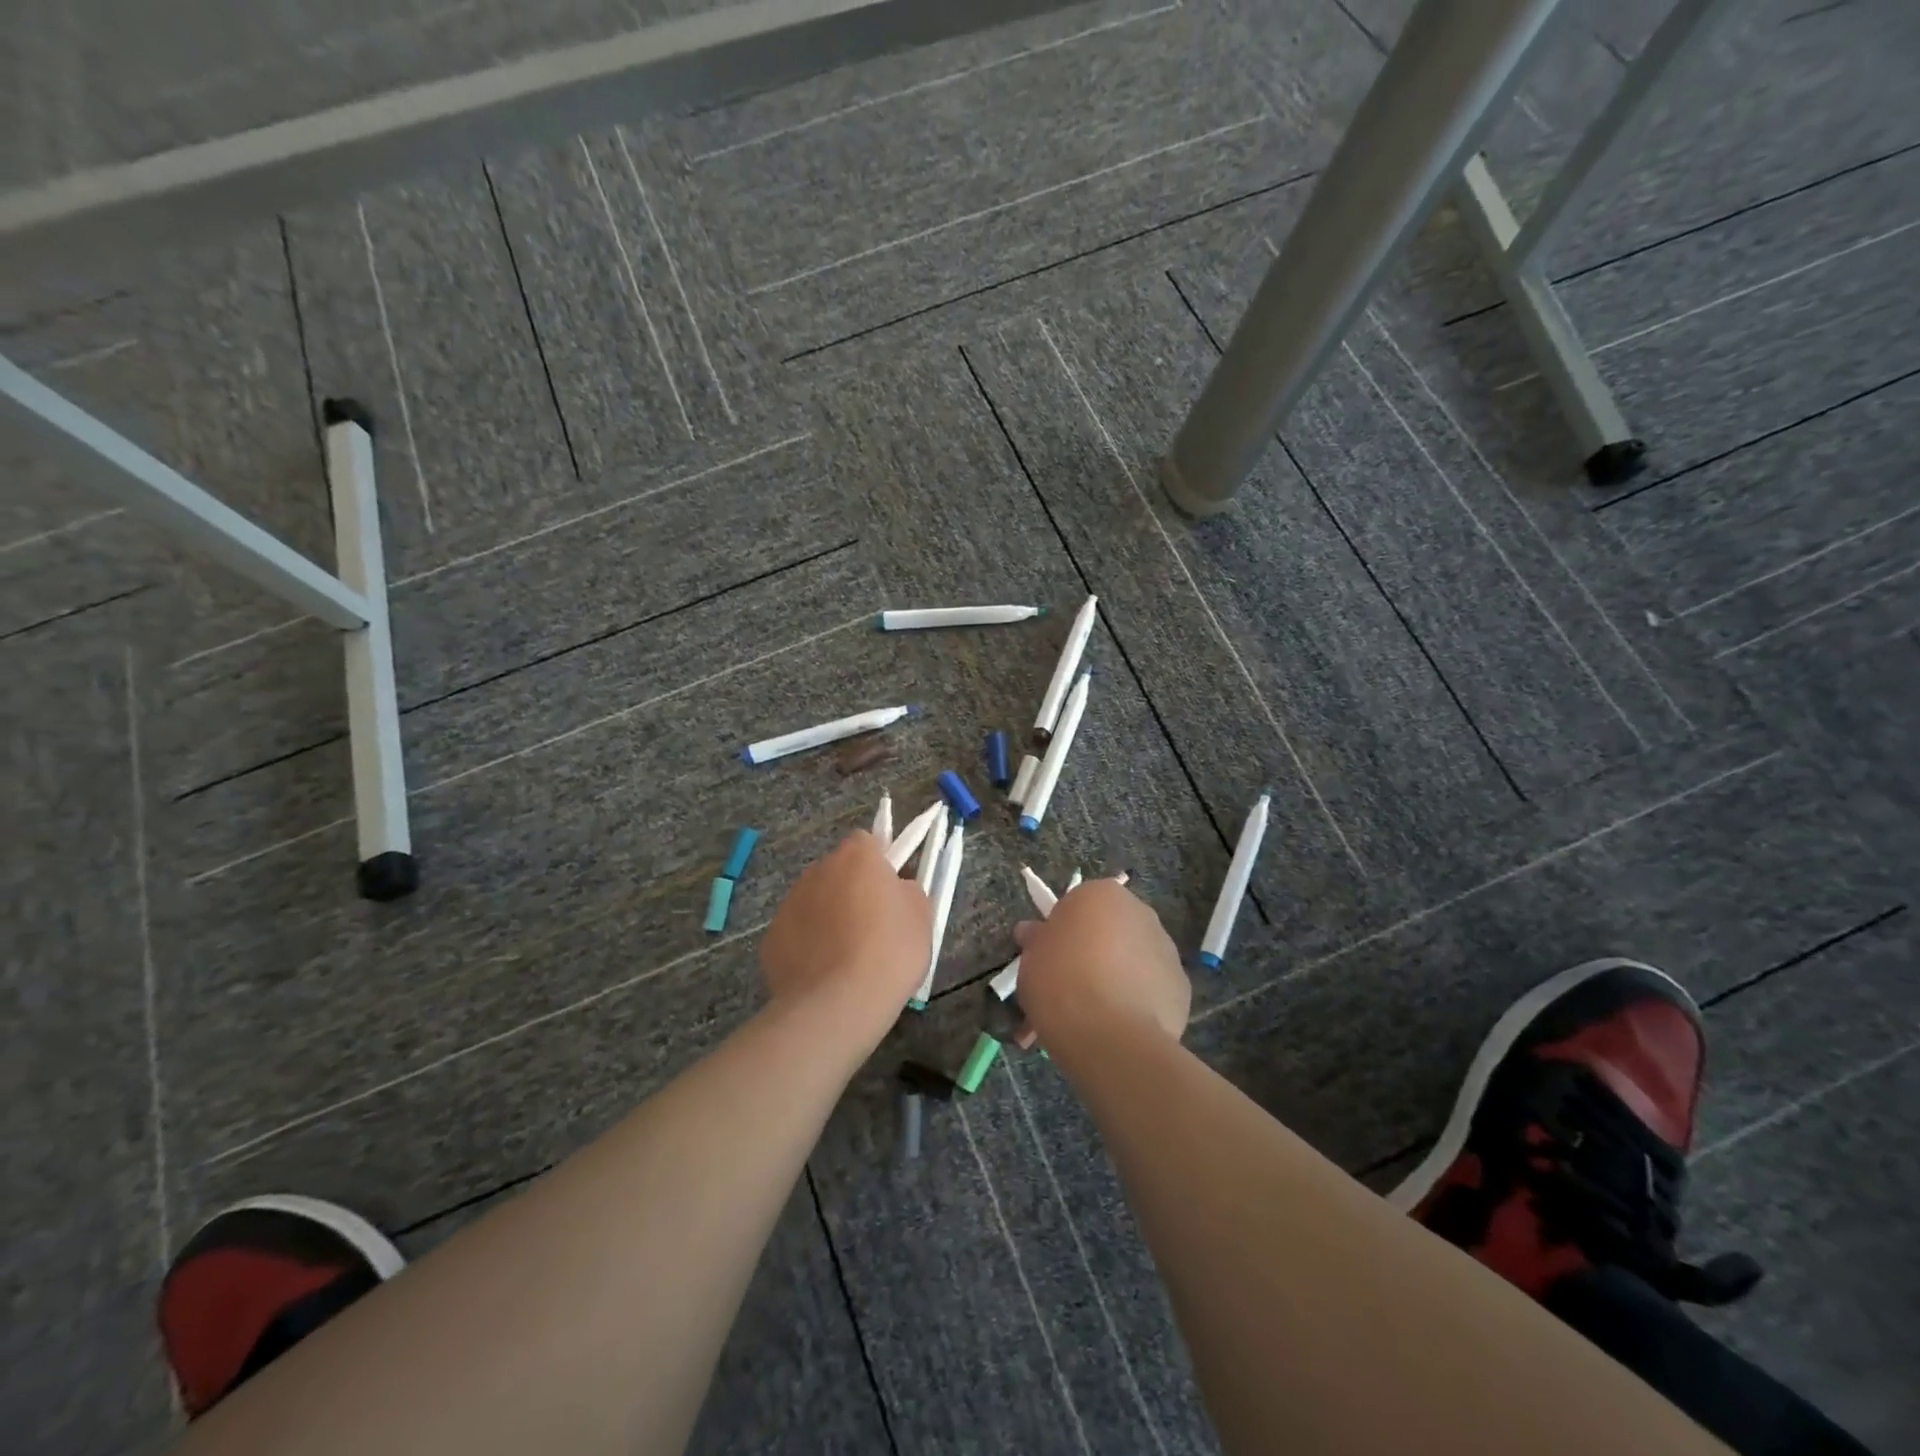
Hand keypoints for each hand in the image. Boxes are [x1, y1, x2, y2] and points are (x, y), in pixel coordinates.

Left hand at [760, 832, 931, 1024]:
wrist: (839, 1003)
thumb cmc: (889, 951)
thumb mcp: (921, 916)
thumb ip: (907, 891)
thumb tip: (895, 890)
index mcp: (856, 857)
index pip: (866, 842)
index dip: (878, 863)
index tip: (888, 890)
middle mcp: (817, 870)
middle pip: (837, 871)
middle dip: (851, 890)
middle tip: (872, 925)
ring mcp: (789, 903)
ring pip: (814, 901)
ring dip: (828, 917)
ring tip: (847, 956)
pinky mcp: (771, 938)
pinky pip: (796, 933)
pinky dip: (808, 946)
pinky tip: (824, 974)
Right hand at [1014, 879, 1188, 1049]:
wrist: (1110, 1036)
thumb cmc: (1061, 982)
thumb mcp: (1030, 959)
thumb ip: (1036, 941)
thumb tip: (1032, 932)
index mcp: (1101, 894)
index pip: (1077, 905)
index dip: (1061, 933)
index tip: (1050, 959)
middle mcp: (1139, 912)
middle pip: (1109, 929)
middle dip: (1092, 952)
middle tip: (1069, 986)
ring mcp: (1166, 948)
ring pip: (1132, 959)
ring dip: (1116, 977)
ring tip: (1093, 1016)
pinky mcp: (1181, 986)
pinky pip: (1151, 988)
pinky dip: (1137, 1001)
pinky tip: (1118, 1027)